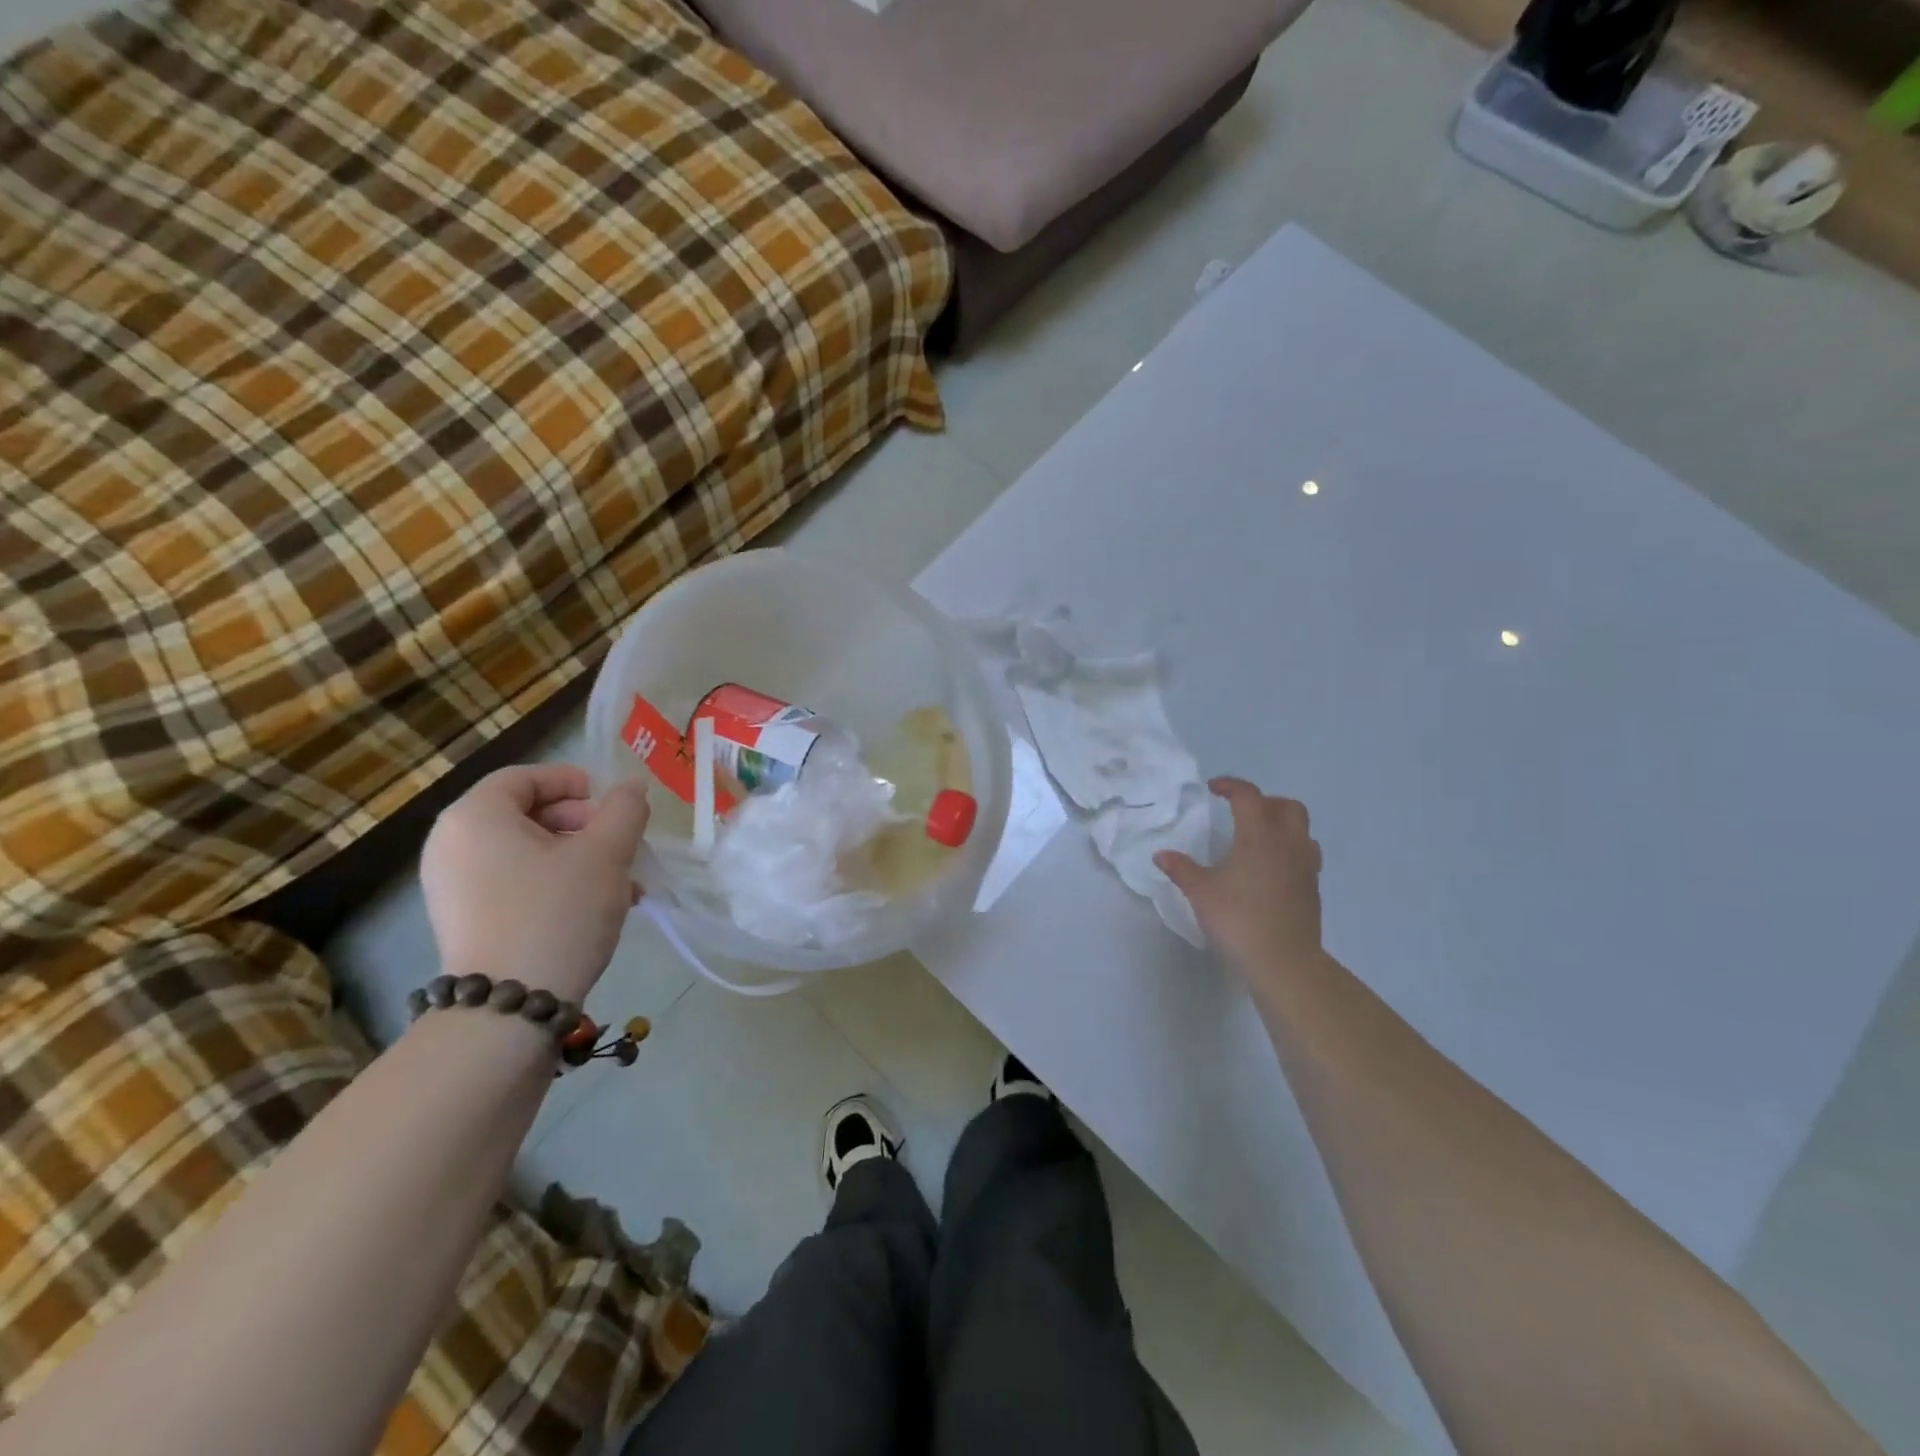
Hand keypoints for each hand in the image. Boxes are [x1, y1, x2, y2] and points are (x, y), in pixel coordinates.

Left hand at [421, 764, 649, 1002]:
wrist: (508, 1009)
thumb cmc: (557, 913)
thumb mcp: (606, 854)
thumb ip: (625, 810)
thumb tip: (632, 787)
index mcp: (475, 817)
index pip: (525, 777)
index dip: (572, 782)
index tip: (611, 804)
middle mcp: (451, 845)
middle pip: (524, 813)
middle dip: (582, 824)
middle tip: (620, 844)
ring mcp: (452, 887)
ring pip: (525, 852)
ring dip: (577, 857)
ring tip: (621, 882)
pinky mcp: (463, 921)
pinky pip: (513, 883)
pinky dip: (553, 883)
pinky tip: (596, 907)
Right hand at [1157, 777, 1324, 990]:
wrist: (1284, 961)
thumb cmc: (1238, 919)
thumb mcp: (1200, 892)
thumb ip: (1181, 869)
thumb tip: (1162, 855)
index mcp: (1259, 836)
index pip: (1249, 796)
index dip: (1231, 786)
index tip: (1213, 789)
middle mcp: (1287, 843)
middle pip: (1287, 806)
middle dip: (1265, 802)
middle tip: (1241, 813)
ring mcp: (1305, 866)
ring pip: (1302, 830)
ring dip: (1282, 825)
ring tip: (1259, 839)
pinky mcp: (1312, 889)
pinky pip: (1305, 855)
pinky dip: (1289, 851)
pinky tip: (1270, 870)